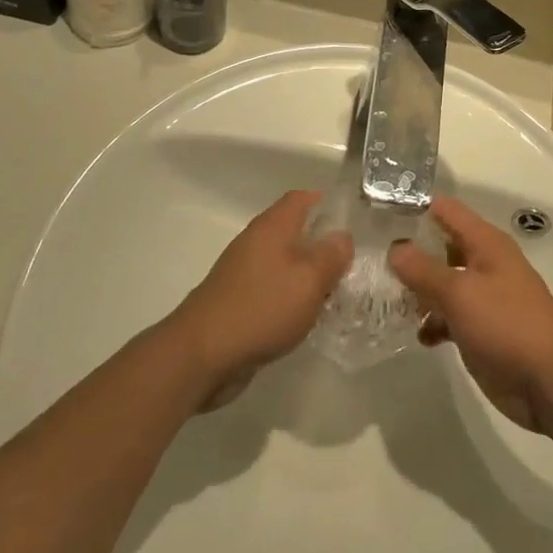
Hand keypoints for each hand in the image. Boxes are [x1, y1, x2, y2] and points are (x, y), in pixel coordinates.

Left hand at [171, 190, 352, 410]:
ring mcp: (243, 272)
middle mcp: (256, 241)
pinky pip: (271, 288)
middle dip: (321, 244)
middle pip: (293, 230)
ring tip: (334, 293)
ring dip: (306, 274)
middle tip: (349, 263)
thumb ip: (331, 255)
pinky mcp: (237, 301)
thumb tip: (343, 237)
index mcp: (273, 226)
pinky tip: (304, 318)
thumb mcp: (309, 280)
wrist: (202, 354)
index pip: (301, 198)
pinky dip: (289, 297)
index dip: (326, 203)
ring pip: (283, 262)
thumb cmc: (262, 307)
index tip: (350, 220)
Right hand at [388, 196, 552, 432]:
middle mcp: (484, 263)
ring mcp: (484, 297)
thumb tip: (395, 247)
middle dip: (410, 252)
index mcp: (485, 243)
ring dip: (418, 291)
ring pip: (443, 283)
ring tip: (383, 299)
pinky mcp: (482, 330)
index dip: (415, 207)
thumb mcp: (460, 293)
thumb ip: (424, 269)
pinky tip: (417, 335)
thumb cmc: (507, 325)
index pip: (445, 210)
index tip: (379, 213)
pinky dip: (433, 322)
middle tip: (370, 259)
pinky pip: (450, 316)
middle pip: (441, 246)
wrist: (551, 383)